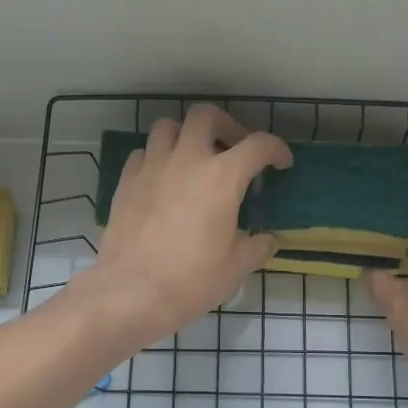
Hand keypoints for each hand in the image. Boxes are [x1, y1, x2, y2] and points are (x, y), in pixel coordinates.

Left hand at [74, 105, 291, 348]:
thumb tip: (267, 240)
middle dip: (225, 124)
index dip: (275, 149)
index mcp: (222, 177)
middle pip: (205, 115)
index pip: (257, 145)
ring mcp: (152, 167)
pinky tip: (162, 179)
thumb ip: (257, 247)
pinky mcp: (126, 181)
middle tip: (233, 147)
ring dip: (186, 135)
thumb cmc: (191, 280)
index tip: (281, 163)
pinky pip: (143, 153)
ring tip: (193, 157)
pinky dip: (157, 157)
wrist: (131, 292)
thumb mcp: (235, 268)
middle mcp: (187, 160)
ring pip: (168, 127)